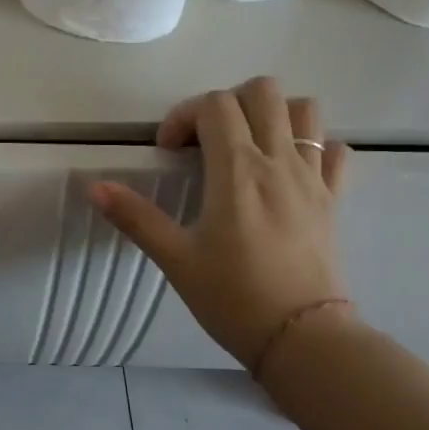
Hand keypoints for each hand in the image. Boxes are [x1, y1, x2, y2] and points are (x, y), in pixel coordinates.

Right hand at [89, 77, 350, 377]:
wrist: (301, 337)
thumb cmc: (232, 296)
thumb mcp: (175, 258)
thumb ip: (135, 217)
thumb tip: (93, 187)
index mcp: (238, 169)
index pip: (214, 106)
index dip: (183, 116)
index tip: (168, 152)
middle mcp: (279, 161)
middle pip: (263, 91)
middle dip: (227, 103)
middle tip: (206, 140)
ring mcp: (314, 177)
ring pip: (305, 110)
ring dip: (273, 114)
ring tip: (247, 146)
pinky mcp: (334, 199)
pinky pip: (335, 150)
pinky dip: (314, 146)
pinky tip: (289, 170)